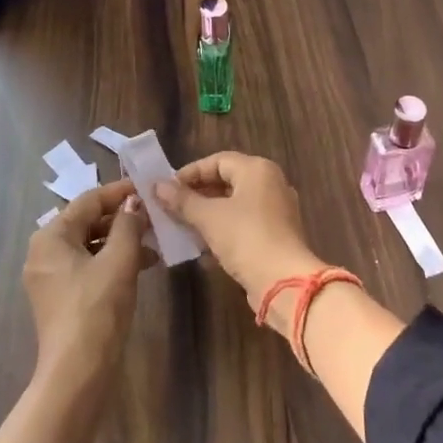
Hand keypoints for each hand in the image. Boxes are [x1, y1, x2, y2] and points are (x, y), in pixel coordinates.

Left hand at [23, 180, 152, 384]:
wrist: (78, 372)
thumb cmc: (97, 307)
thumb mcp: (119, 260)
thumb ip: (128, 224)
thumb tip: (134, 203)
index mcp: (51, 236)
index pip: (89, 201)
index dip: (120, 193)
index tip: (148, 189)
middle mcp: (44, 252)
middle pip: (87, 222)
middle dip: (122, 219)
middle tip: (154, 216)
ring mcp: (50, 277)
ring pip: (90, 245)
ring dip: (121, 241)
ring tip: (154, 243)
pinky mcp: (61, 298)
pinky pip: (88, 266)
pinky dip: (112, 262)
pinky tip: (142, 265)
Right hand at [153, 152, 322, 319]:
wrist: (284, 282)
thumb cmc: (246, 238)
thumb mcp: (209, 217)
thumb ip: (182, 200)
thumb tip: (157, 186)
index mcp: (257, 170)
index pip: (217, 161)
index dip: (190, 173)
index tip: (166, 189)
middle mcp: (271, 184)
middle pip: (227, 181)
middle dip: (197, 195)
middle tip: (171, 208)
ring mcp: (276, 210)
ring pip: (234, 205)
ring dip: (207, 215)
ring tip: (181, 226)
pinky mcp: (276, 235)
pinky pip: (244, 224)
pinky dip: (223, 230)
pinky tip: (202, 247)